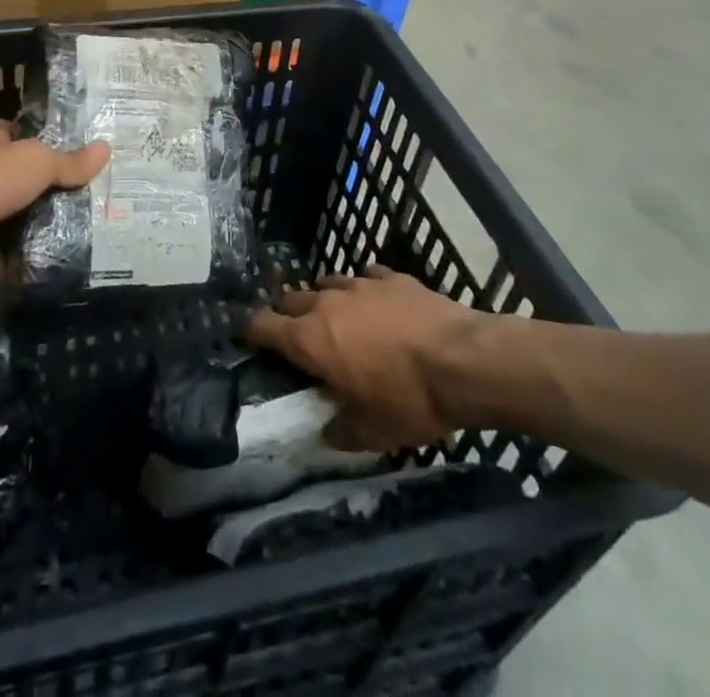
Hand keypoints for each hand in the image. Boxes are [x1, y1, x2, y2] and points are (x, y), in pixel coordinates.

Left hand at [0, 120, 108, 278]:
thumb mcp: (38, 162)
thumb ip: (69, 162)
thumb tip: (106, 148)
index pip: (15, 134)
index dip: (38, 142)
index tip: (68, 157)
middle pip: (11, 178)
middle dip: (36, 191)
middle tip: (76, 204)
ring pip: (1, 217)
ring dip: (22, 228)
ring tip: (64, 237)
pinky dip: (8, 262)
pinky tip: (36, 266)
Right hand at [244, 266, 508, 450]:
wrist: (463, 360)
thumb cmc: (408, 399)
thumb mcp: (371, 432)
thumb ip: (340, 430)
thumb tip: (326, 429)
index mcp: (310, 339)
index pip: (263, 325)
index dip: (250, 330)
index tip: (246, 335)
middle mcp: (326, 303)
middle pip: (292, 299)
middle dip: (288, 315)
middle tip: (296, 335)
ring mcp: (359, 284)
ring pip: (327, 283)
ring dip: (324, 299)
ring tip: (335, 316)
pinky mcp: (391, 277)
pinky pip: (366, 276)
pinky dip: (364, 289)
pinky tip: (375, 301)